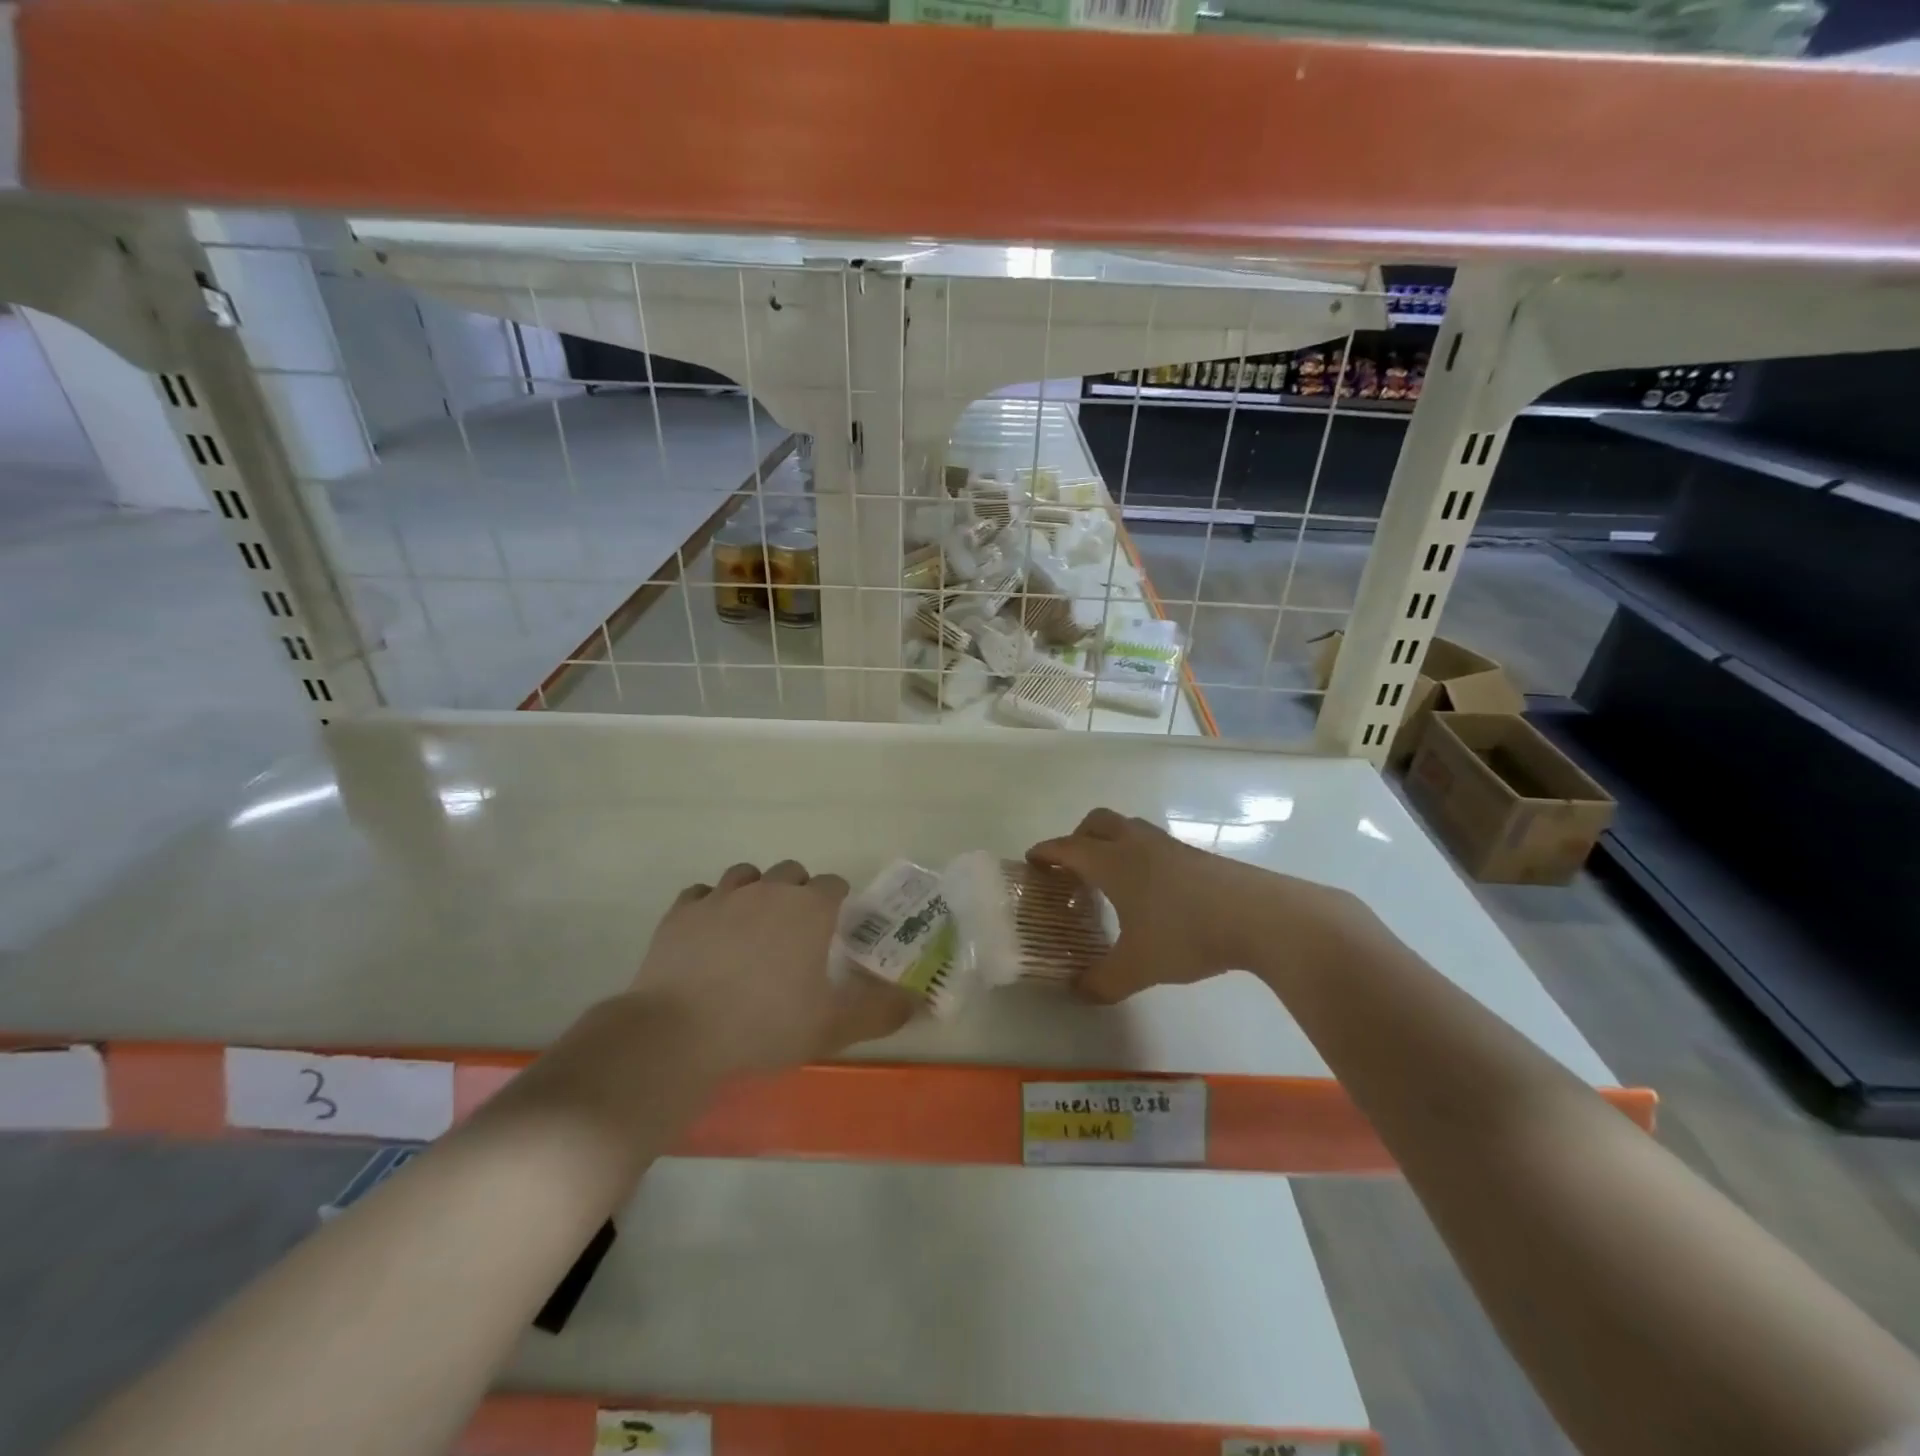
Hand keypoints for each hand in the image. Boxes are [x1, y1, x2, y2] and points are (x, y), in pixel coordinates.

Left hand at [633, 860, 914, 1075]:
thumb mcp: (832, 1027)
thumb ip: (880, 1012)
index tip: (836, 926)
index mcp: (808, 908)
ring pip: (746, 875)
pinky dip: (711, 905)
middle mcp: (767, 890)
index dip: (838, 901)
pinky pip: (702, 893)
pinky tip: (710, 931)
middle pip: (791, 872)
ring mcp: (720, 897)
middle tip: (796, 930)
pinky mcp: (681, 912)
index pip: (834, 884)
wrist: (677, 1035)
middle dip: (799, 892)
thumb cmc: (765, 1025)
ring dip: (755, 891)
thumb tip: (916, 1002)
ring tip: (753, 925)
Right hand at [1028, 808, 1346, 1003]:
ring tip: (1112, 878)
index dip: (1046, 852)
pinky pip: (1153, 843)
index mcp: (1112, 862)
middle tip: (1073, 867)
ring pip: (1128, 828)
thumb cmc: (1186, 933)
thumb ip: (1102, 982)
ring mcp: (1168, 845)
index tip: (1032, 860)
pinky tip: (1151, 890)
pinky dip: (1139, 855)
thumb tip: (1079, 992)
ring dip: (1111, 843)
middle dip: (1078, 838)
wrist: (1259, 915)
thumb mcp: (1137, 967)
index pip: (1068, 848)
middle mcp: (1136, 844)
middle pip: (1097, 821)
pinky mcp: (1196, 855)